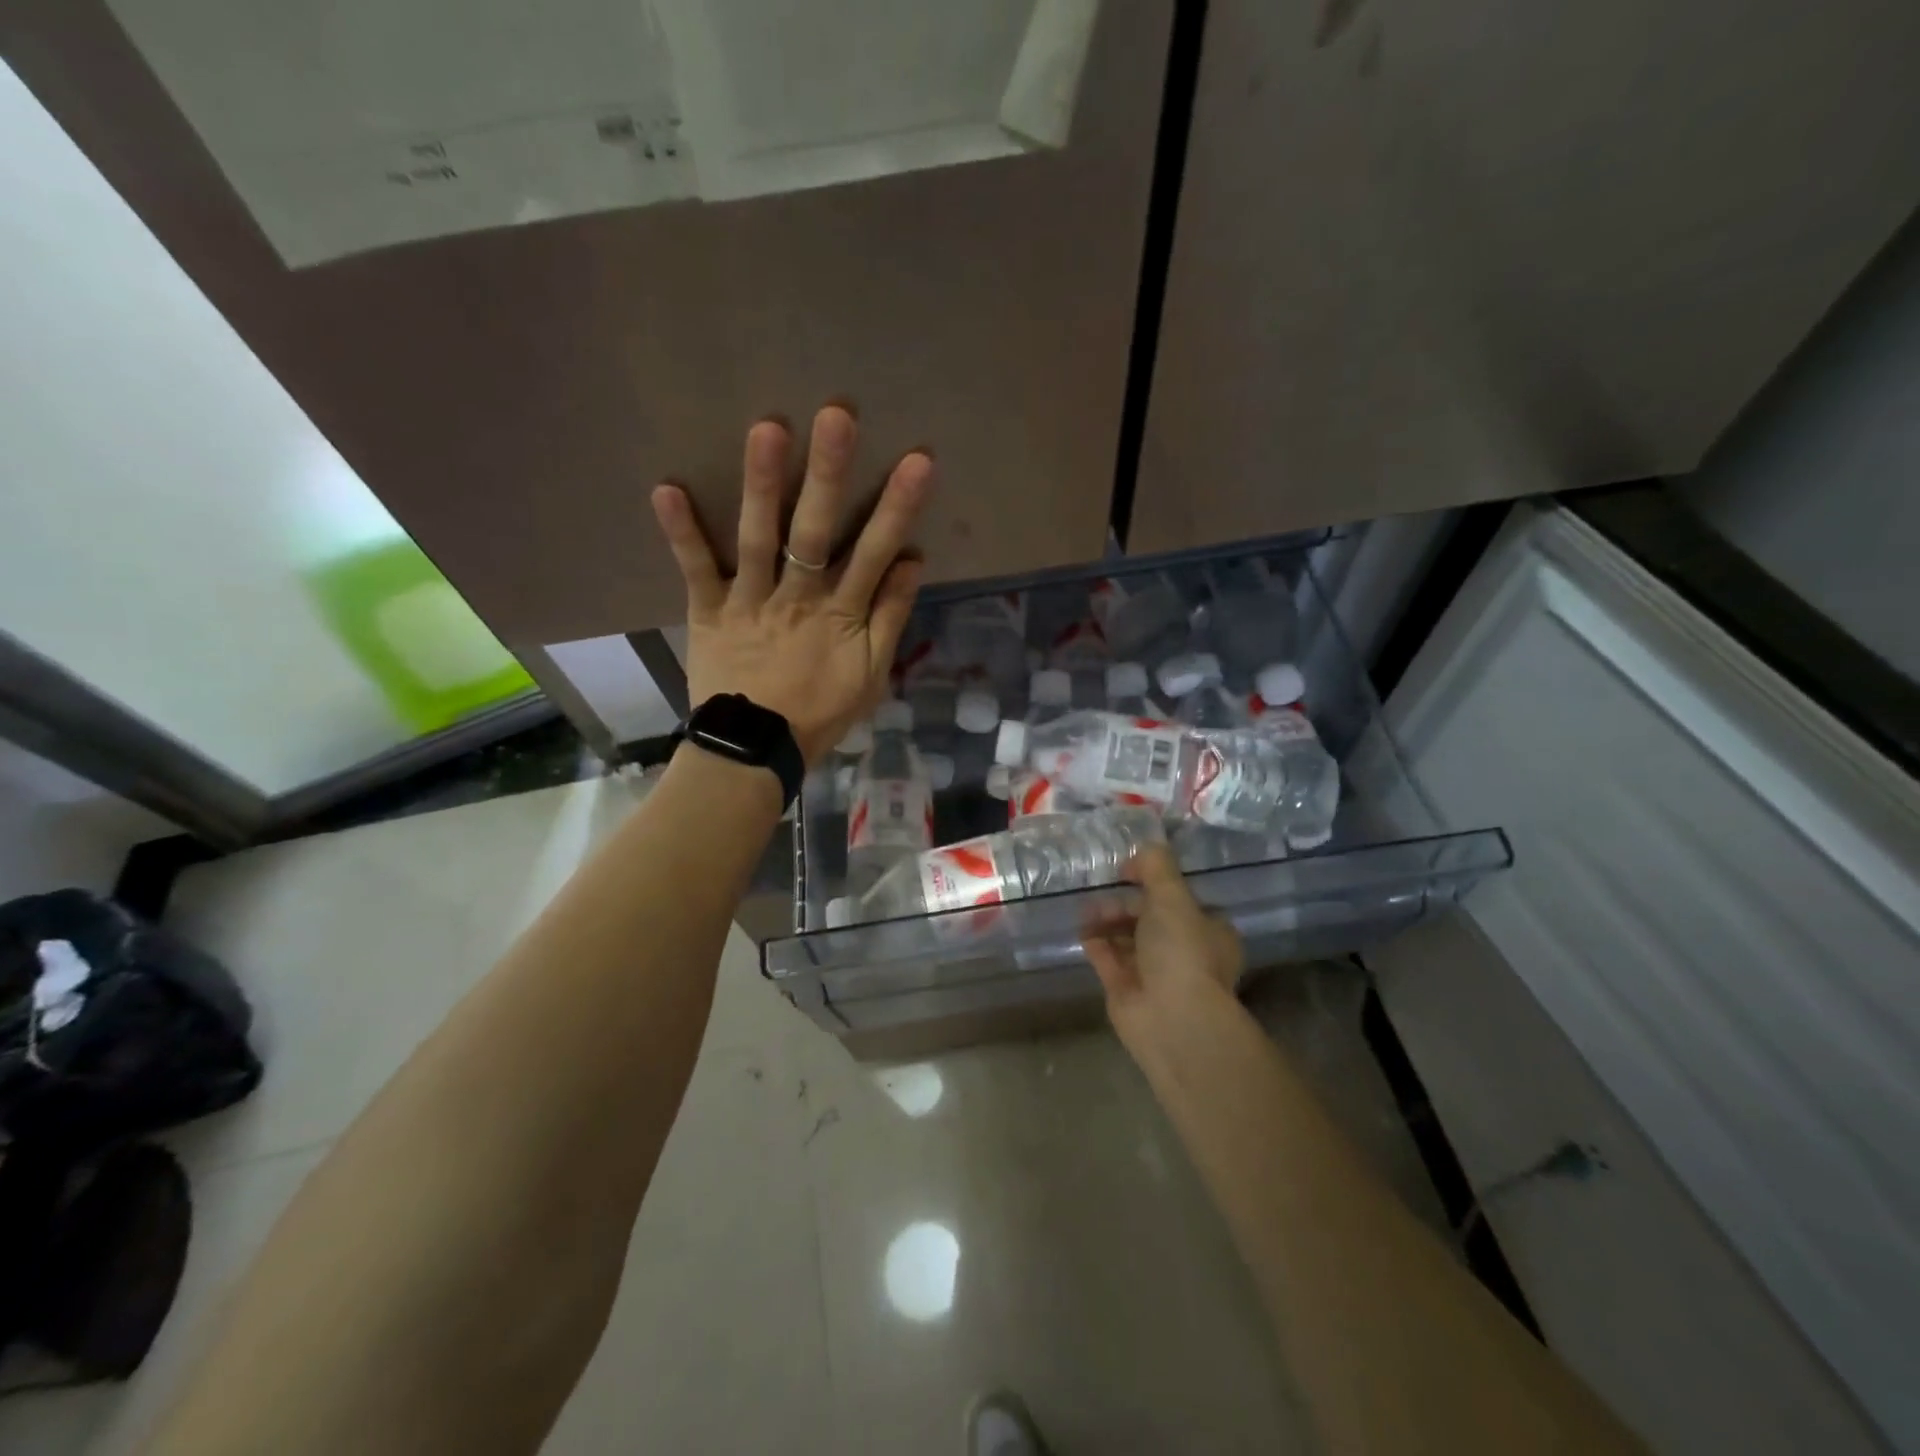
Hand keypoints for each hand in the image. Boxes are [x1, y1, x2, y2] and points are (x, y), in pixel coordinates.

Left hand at [650, 405, 933, 762]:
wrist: (757, 749)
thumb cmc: (819, 712)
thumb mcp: (871, 674)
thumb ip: (890, 617)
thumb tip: (912, 560)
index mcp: (840, 614)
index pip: (875, 553)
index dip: (897, 507)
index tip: (916, 460)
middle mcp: (797, 598)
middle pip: (815, 532)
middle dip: (828, 474)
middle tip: (836, 415)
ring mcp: (751, 602)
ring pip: (758, 538)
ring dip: (761, 484)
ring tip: (766, 428)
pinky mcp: (711, 611)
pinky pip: (696, 570)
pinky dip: (681, 532)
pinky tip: (666, 487)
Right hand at [1083, 845, 1244, 1050]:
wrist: (1171, 1019)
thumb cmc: (1181, 952)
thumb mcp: (1173, 897)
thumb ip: (1156, 866)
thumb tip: (1140, 851)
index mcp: (1208, 931)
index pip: (1181, 900)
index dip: (1155, 883)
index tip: (1130, 870)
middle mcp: (1184, 952)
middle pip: (1150, 918)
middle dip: (1125, 902)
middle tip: (1103, 888)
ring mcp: (1154, 973)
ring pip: (1127, 938)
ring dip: (1107, 920)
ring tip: (1085, 907)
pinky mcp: (1127, 990)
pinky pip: (1108, 959)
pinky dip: (1095, 943)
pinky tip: (1081, 928)